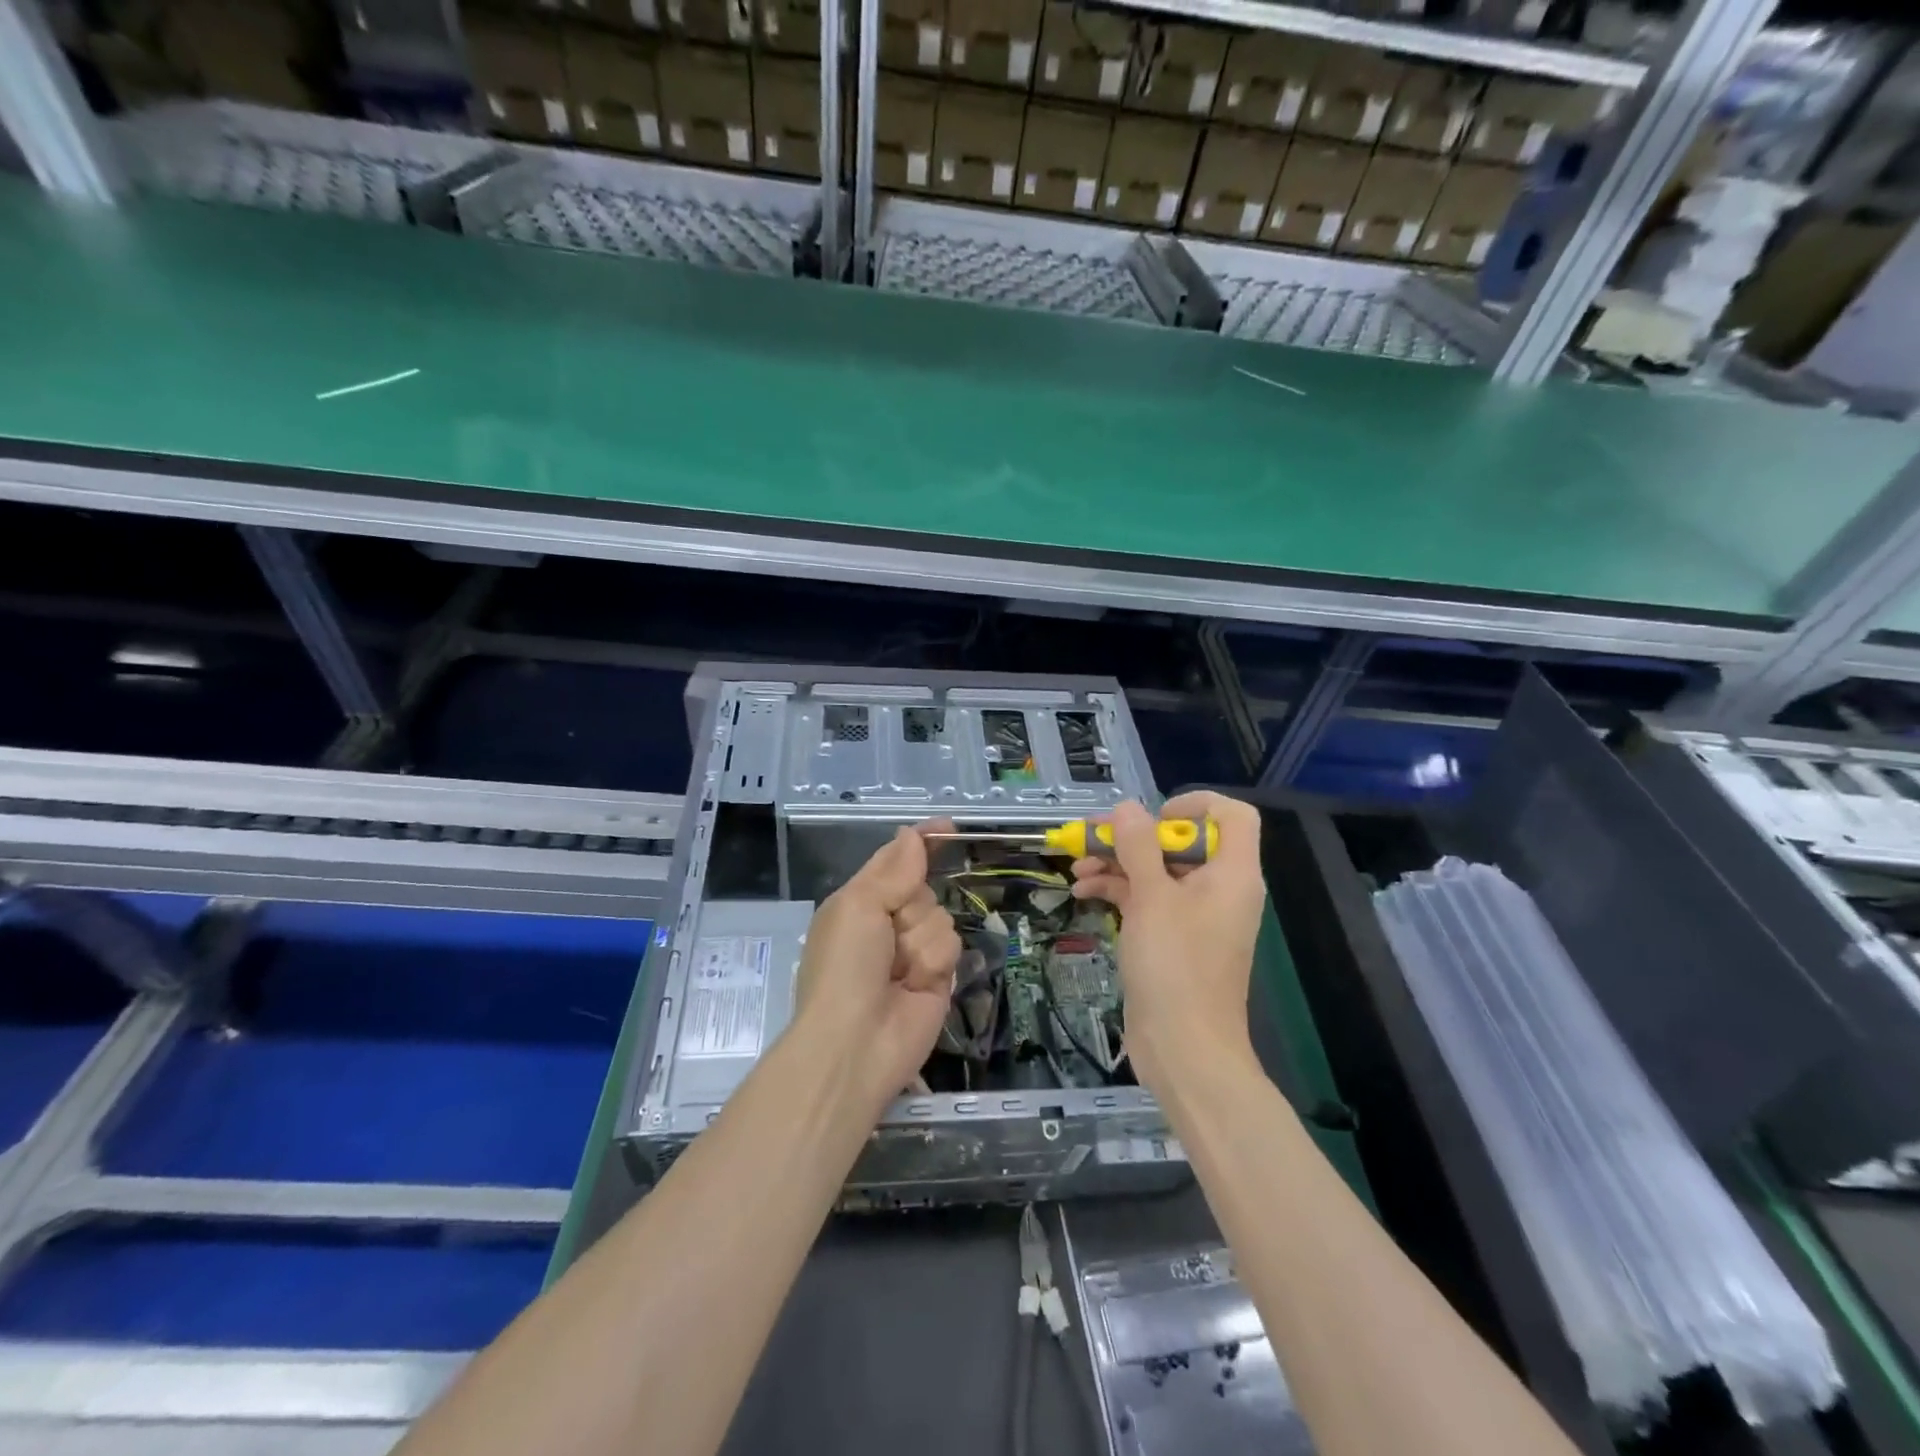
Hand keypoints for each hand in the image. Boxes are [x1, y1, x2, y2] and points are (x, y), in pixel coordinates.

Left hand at [793, 823, 961, 1111]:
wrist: (855, 1044)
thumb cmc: (845, 966)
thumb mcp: (858, 906)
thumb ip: (893, 870)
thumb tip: (912, 834)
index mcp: (860, 901)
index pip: (896, 860)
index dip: (921, 843)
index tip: (948, 827)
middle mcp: (887, 922)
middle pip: (924, 887)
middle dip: (911, 905)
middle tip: (889, 934)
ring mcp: (913, 950)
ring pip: (941, 916)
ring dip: (920, 940)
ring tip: (899, 971)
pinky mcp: (938, 976)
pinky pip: (951, 946)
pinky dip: (934, 962)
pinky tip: (916, 984)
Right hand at [1070, 793, 1264, 1090]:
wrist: (1184, 1050)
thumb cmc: (1175, 967)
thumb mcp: (1152, 898)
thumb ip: (1139, 847)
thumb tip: (1127, 807)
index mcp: (1232, 873)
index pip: (1231, 816)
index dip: (1195, 804)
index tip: (1154, 816)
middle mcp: (1218, 888)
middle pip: (1181, 841)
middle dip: (1134, 836)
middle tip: (1093, 835)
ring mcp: (1195, 915)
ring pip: (1157, 869)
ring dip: (1117, 862)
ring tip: (1077, 867)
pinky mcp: (1173, 938)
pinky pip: (1148, 898)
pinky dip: (1118, 890)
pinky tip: (1083, 892)